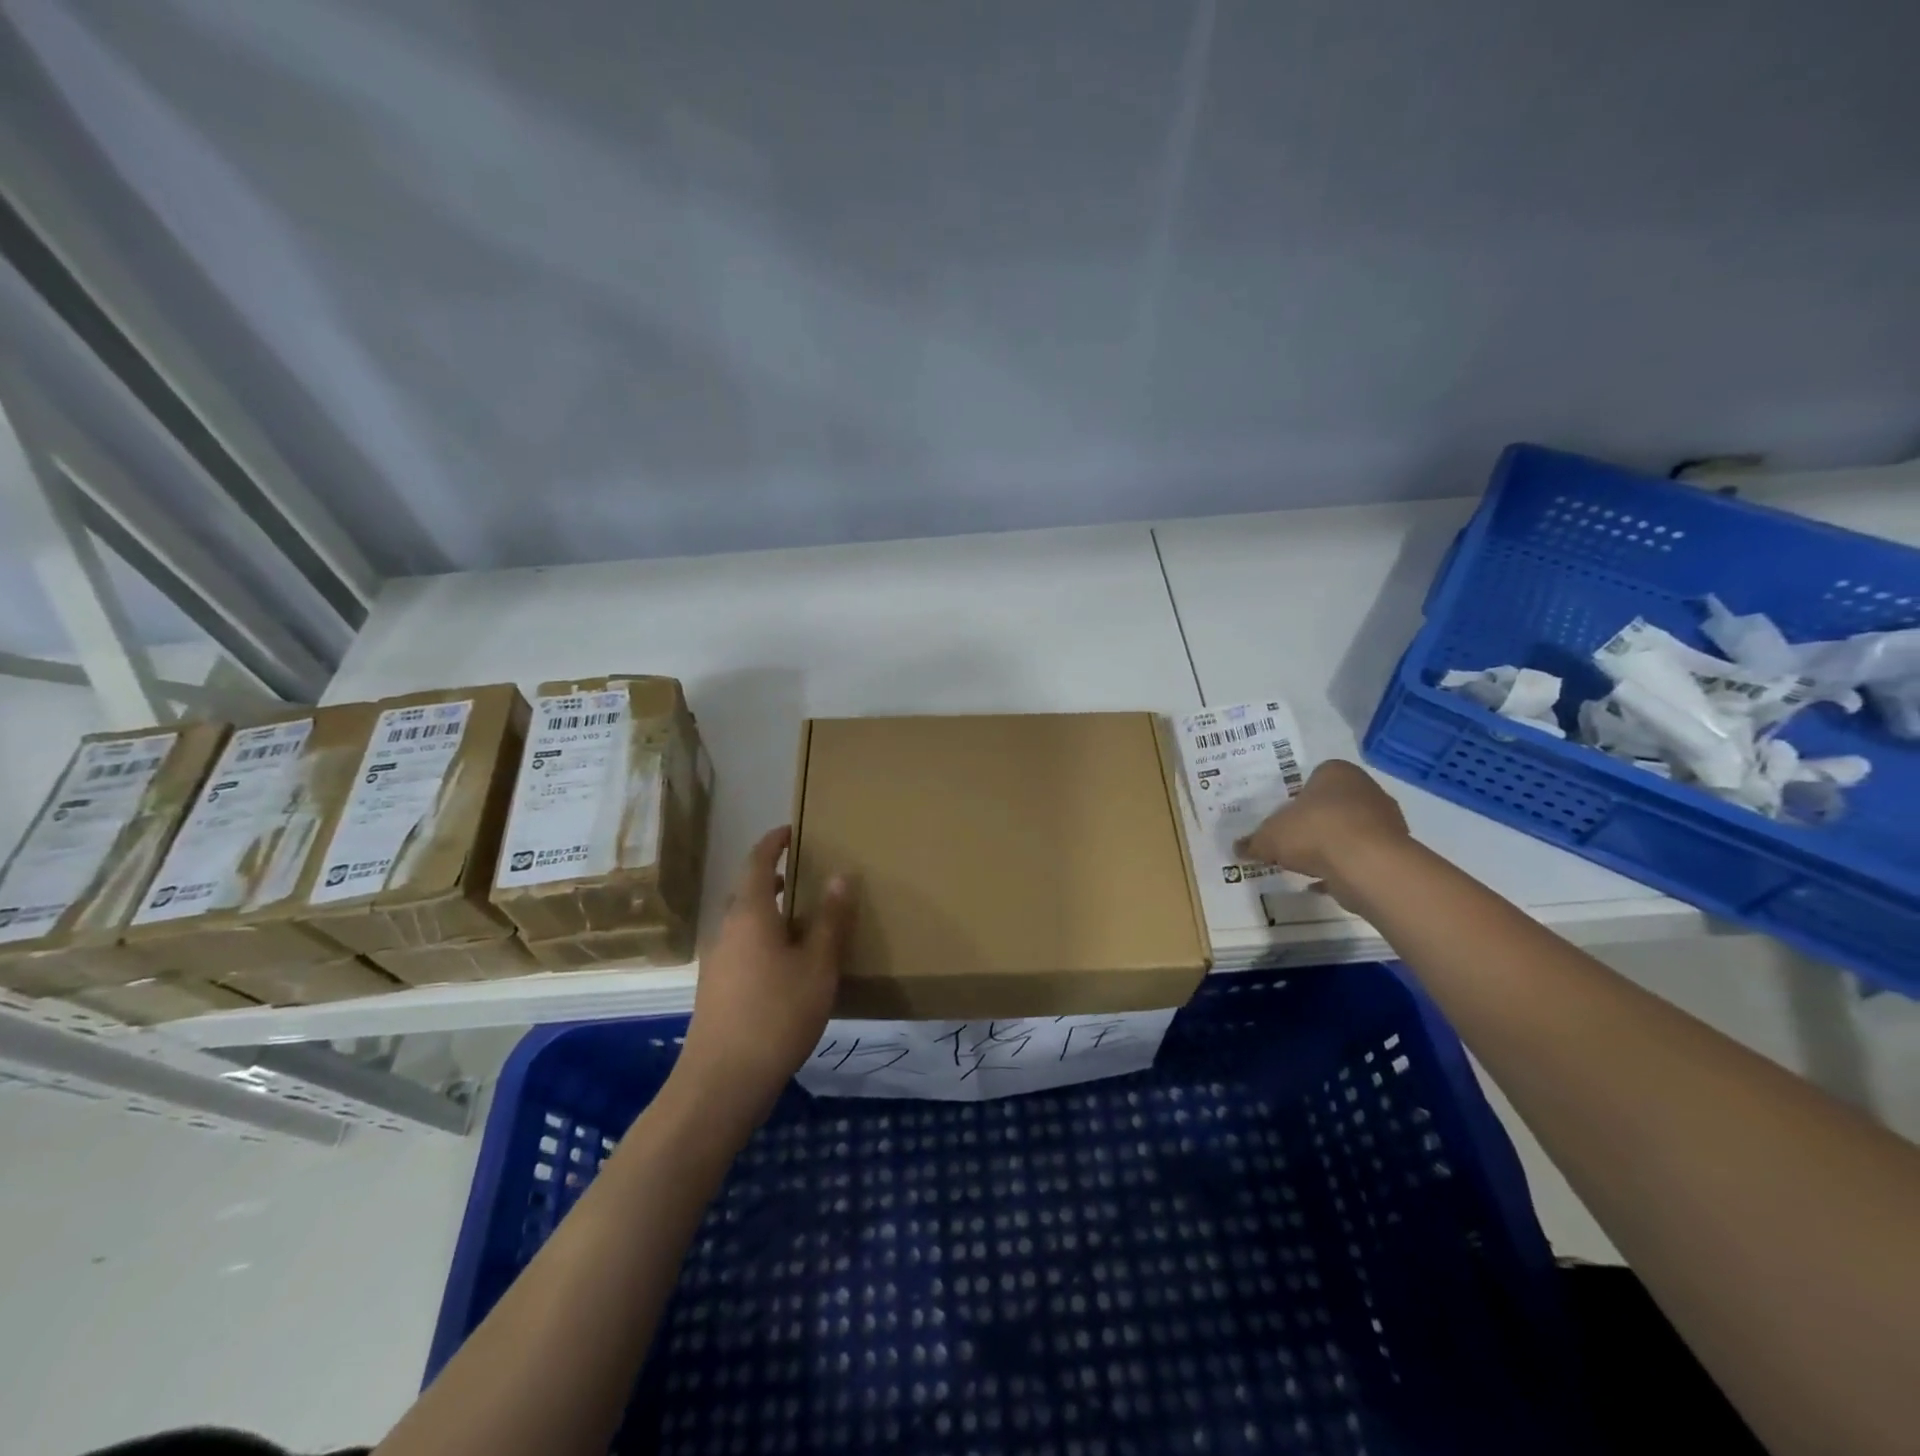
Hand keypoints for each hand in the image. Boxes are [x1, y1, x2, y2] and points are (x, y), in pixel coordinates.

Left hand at [674, 826, 855, 1130]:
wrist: (722, 1082)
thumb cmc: (777, 1014)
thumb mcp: (817, 965)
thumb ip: (830, 920)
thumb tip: (840, 875)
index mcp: (749, 914)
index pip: (757, 862)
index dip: (773, 842)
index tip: (791, 830)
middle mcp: (727, 930)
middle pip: (747, 891)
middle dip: (772, 878)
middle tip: (804, 876)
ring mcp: (717, 961)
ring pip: (744, 922)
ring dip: (769, 912)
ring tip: (803, 921)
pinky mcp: (716, 989)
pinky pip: (742, 947)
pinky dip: (763, 939)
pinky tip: (787, 966)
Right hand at [1233, 759, 1409, 904]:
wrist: (1366, 865)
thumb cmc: (1314, 832)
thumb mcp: (1269, 837)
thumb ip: (1254, 842)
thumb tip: (1238, 848)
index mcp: (1336, 772)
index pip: (1315, 777)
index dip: (1298, 797)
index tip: (1285, 817)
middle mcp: (1365, 789)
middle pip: (1334, 804)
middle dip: (1316, 821)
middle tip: (1293, 839)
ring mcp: (1385, 820)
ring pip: (1350, 830)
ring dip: (1331, 845)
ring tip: (1307, 863)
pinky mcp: (1393, 850)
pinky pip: (1361, 857)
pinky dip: (1344, 867)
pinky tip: (1324, 882)